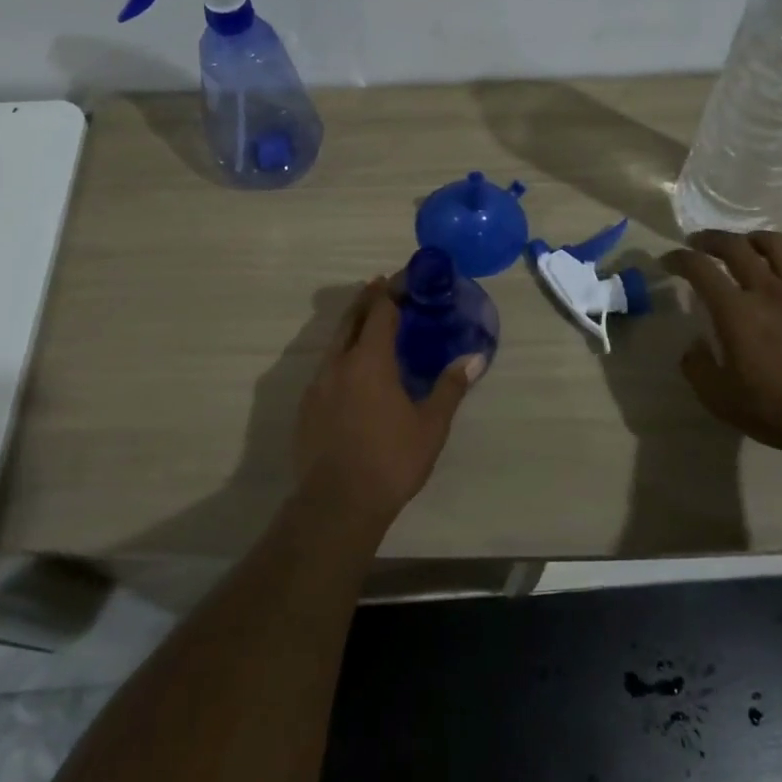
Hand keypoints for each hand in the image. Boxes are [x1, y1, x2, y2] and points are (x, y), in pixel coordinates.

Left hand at [295, 277, 486, 529]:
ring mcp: (317, 384)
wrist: (337, 504)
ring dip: (353, 326)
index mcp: (369, 360)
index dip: (392, 290)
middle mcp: (338, 363)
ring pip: (335, 342)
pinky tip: (353, 372)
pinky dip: (342, 354)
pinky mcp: (306, 407)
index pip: (380, 310)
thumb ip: (450, 387)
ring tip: (370, 324)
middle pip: (351, 318)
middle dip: (367, 298)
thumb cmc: (390, 460)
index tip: (404, 278)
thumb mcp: (431, 425)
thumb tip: (475, 358)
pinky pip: (326, 367)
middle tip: (382, 285)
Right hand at [664, 231, 781, 463]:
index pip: (699, 268)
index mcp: (736, 312)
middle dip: (710, 239)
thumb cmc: (775, 411)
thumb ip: (696, 365)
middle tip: (698, 244)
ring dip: (754, 240)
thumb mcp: (718, 398)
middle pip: (735, 245)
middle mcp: (768, 291)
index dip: (678, 258)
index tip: (668, 262)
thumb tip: (695, 344)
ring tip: (745, 248)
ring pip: (778, 244)